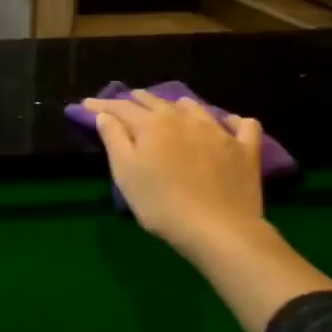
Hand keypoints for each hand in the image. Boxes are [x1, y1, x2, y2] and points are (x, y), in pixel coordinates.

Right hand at [85, 91, 267, 257]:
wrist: (218, 230)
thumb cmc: (161, 203)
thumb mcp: (125, 173)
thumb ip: (113, 139)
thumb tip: (105, 114)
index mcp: (151, 124)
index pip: (121, 107)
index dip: (101, 104)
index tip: (86, 104)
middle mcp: (184, 118)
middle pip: (156, 101)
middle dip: (136, 101)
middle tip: (124, 105)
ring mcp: (218, 131)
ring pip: (194, 107)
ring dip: (177, 106)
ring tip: (170, 112)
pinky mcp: (245, 149)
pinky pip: (242, 125)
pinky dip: (230, 122)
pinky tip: (226, 125)